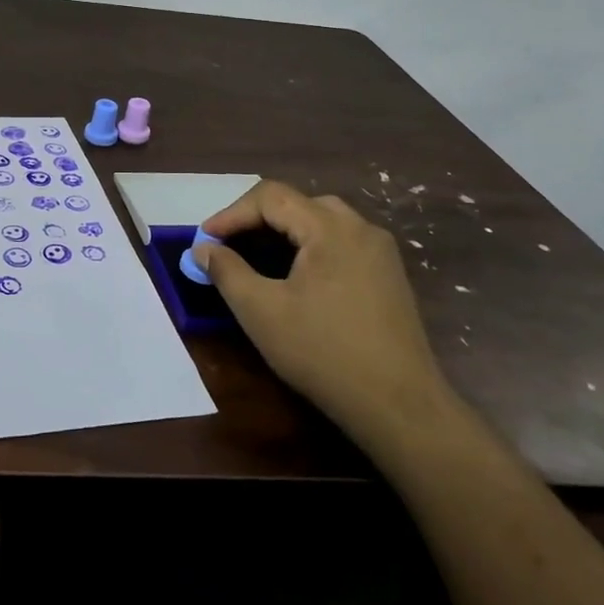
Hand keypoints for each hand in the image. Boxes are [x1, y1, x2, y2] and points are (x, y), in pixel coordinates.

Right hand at [197, 182, 452, 445]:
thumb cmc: (324, 353)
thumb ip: (227, 272)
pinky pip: (341, 242)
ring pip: (321, 220)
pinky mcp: (389, 274)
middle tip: (227, 246)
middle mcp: (359, 227)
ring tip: (256, 257)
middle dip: (255, 219)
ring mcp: (380, 250)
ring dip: (283, 231)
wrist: (400, 407)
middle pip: (297, 203)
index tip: (204, 240)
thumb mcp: (262, 312)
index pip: (271, 197)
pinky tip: (296, 276)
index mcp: (330, 228)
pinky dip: (309, 246)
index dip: (231, 214)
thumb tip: (203, 249)